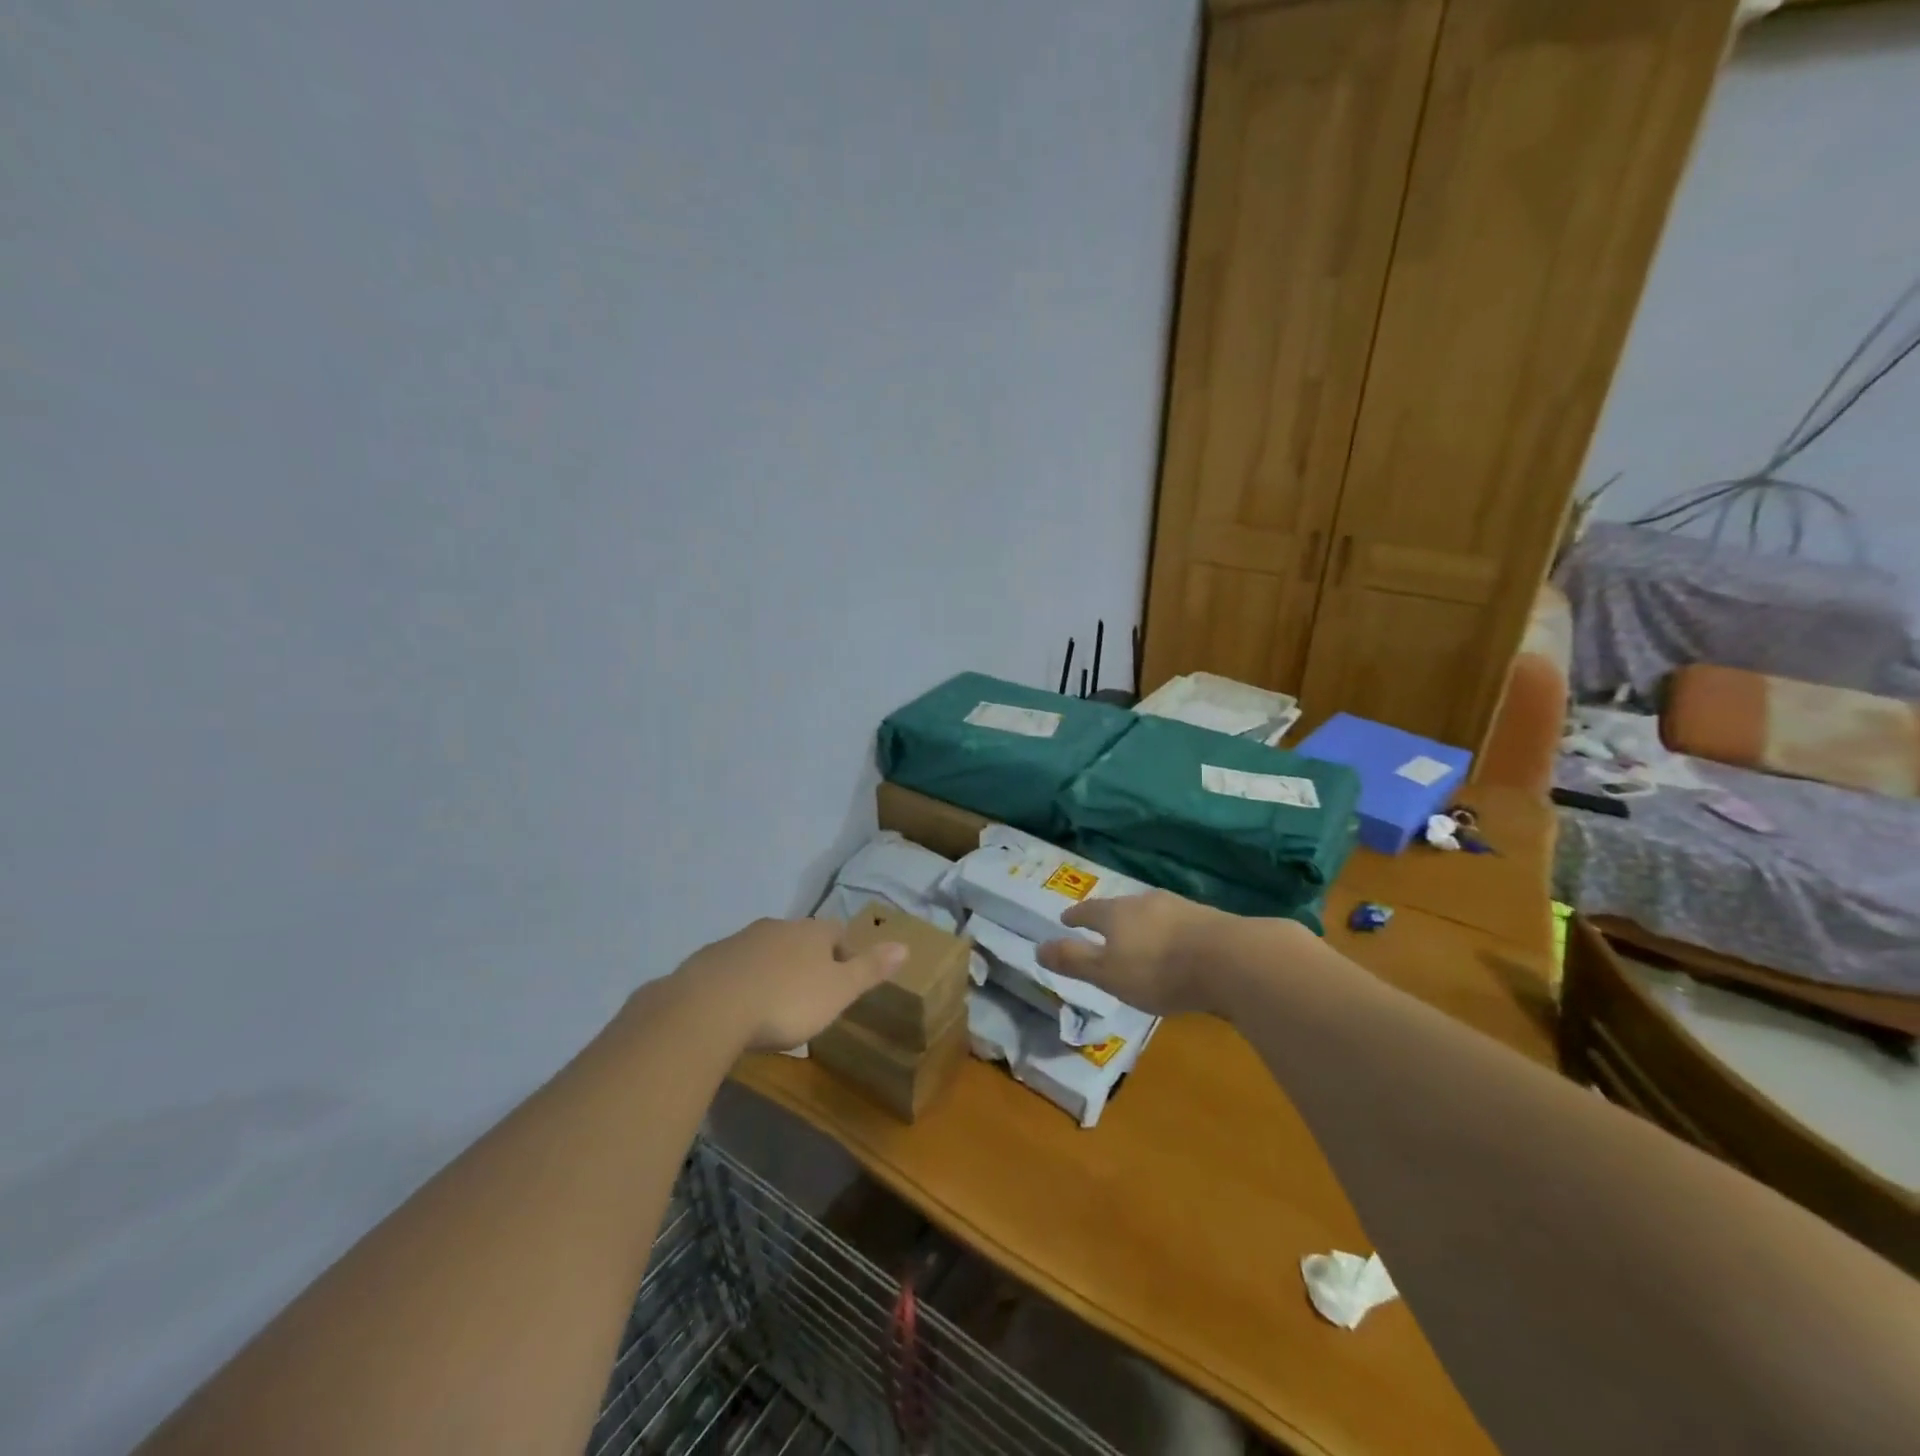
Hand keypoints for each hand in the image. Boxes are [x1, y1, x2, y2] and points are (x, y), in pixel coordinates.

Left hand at [667, 917, 907, 1052]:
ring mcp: (740, 940)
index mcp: (812, 933)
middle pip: (800, 938)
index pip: (837, 932)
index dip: (844, 952)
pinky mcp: (709, 960)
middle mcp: (777, 927)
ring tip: (773, 1003)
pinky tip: (738, 1007)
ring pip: (766, 950)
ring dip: (773, 969)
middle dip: (806, 960)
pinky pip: (734, 967)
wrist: (710, 1007)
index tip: (844, 978)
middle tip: (810, 993)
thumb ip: (870, 970)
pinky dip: (742, 981)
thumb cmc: (787, 1001)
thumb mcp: (838, 991)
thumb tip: (905, 945)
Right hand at [1035, 891, 1240, 1017]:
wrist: (1230, 960)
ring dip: (1141, 924)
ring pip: (1151, 913)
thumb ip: (1073, 960)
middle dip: (1109, 918)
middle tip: (1102, 928)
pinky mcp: (1209, 921)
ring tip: (1138, 938)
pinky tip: (1176, 946)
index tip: (1065, 919)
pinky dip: (1169, 933)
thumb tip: (1037, 948)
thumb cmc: (1158, 970)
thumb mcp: (1107, 973)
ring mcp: (1180, 908)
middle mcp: (1146, 902)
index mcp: (1117, 913)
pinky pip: (1178, 924)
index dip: (1075, 916)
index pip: (1089, 911)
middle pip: (1121, 907)